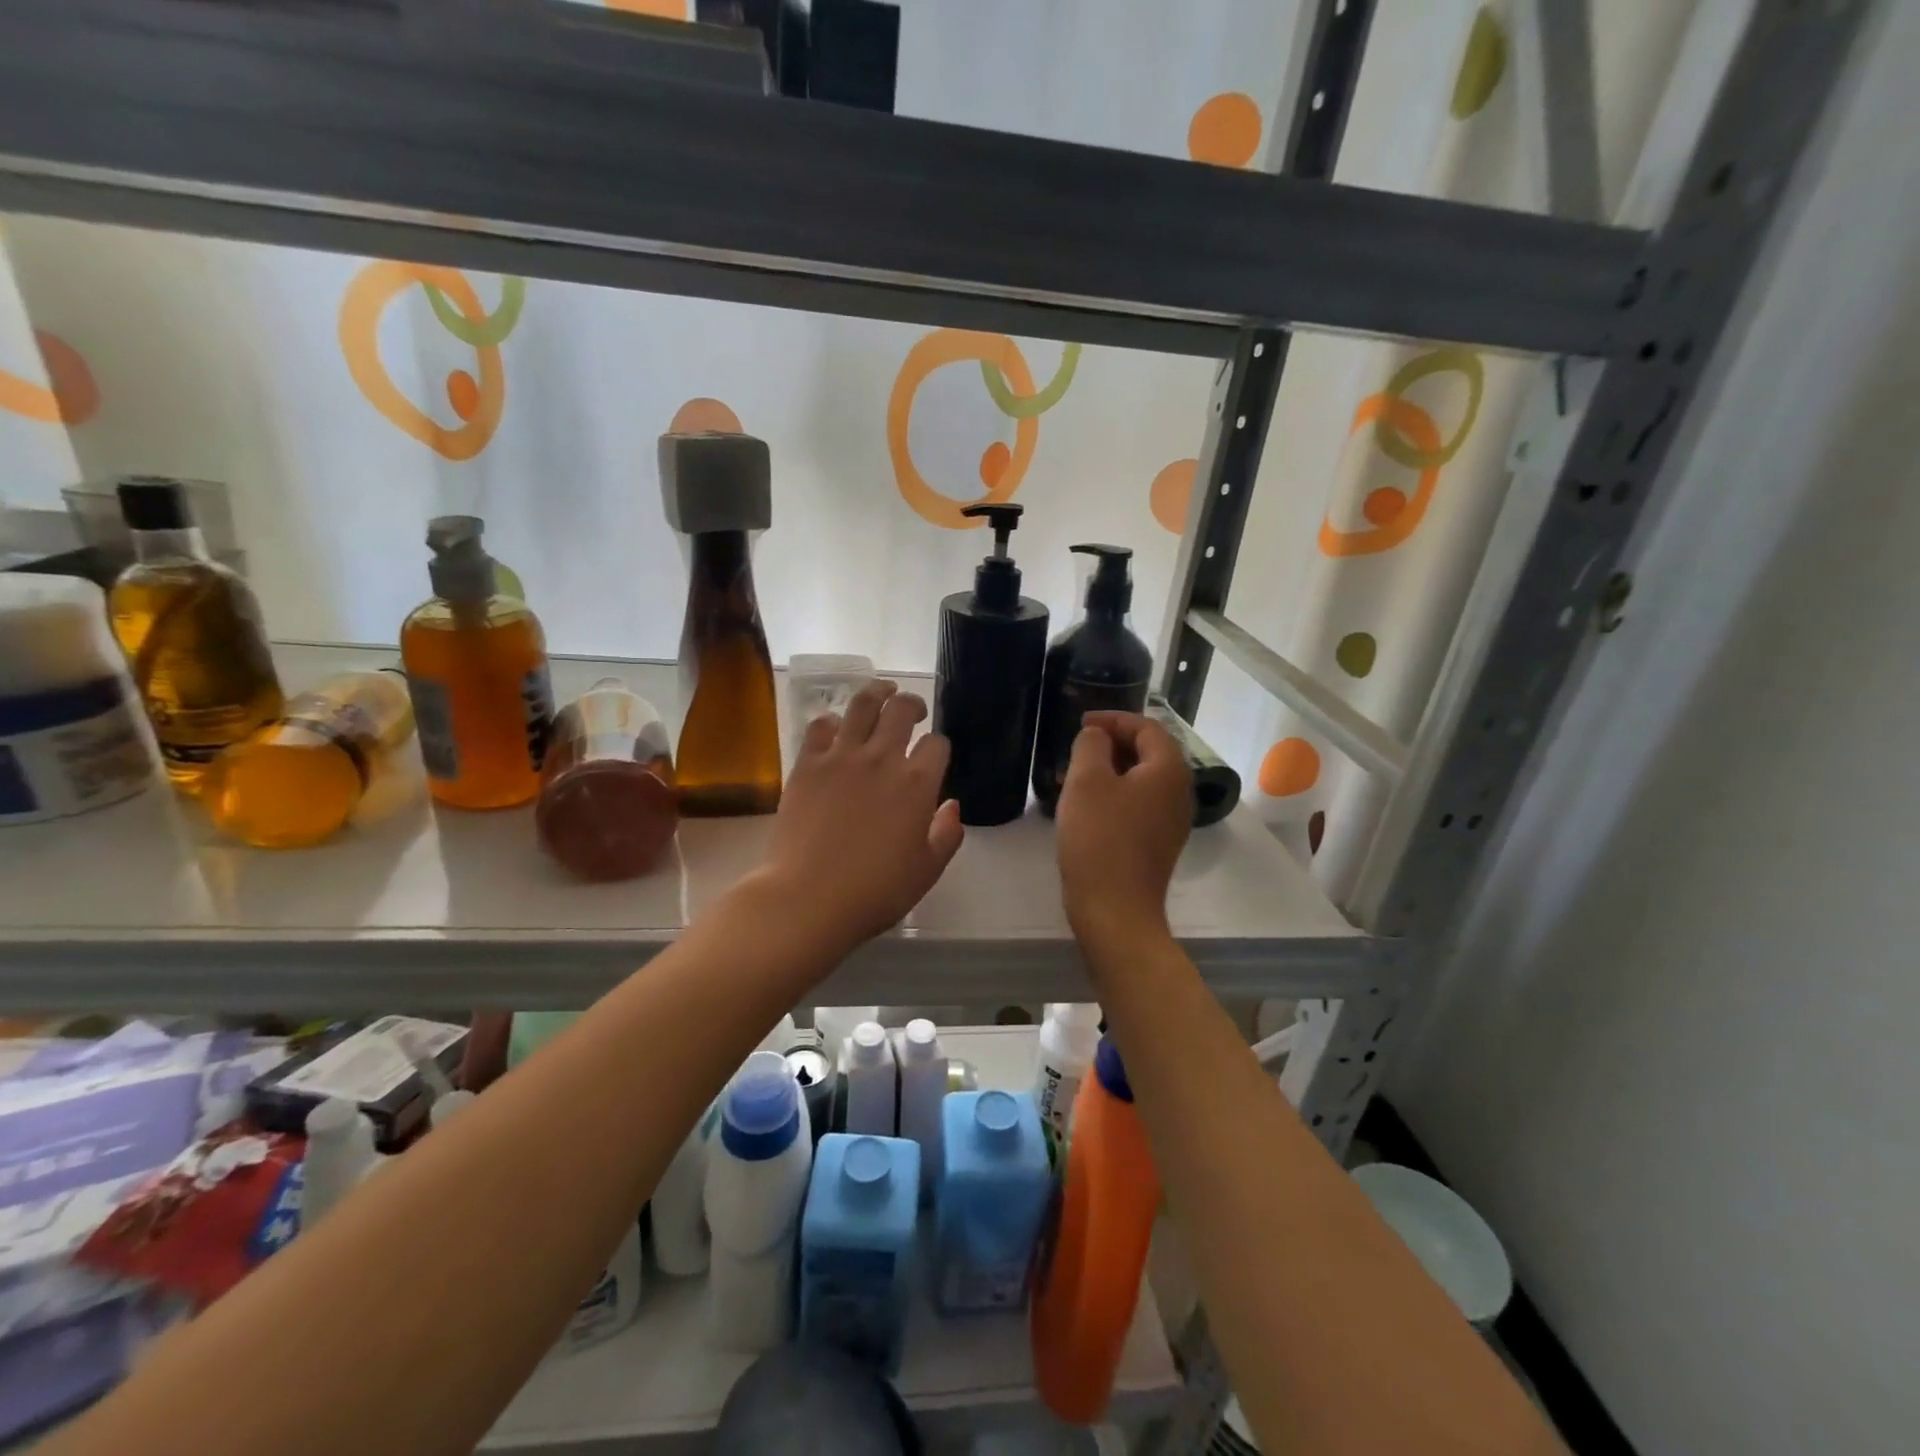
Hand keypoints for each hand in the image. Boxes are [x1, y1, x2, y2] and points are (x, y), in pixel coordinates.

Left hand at [753, 680, 963, 957]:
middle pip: (901, 709)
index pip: (937, 744)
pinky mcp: (806, 764)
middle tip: (914, 712)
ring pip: (861, 704)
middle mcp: (881, 758)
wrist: (808, 897)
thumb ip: (947, 834)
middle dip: (913, 705)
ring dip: (876, 693)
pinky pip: (820, 726)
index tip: (934, 758)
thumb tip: (951, 806)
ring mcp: (840, 757)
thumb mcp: (927, 870)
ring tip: (881, 693)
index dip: (939, 748)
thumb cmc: (875, 890)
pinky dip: (832, 721)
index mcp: (916, 783)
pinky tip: (836, 728)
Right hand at [1056, 712, 1190, 944]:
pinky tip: (1088, 805)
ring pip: (1143, 780)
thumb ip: (1091, 745)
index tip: (1081, 722)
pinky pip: (1140, 804)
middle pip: (1149, 752)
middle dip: (1113, 744)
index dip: (1113, 719)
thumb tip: (1097, 736)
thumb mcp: (1086, 781)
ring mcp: (1172, 821)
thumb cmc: (1099, 838)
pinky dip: (1116, 794)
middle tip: (1078, 746)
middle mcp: (1179, 791)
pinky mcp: (1159, 843)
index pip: (1147, 727)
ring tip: (1076, 774)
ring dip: (1112, 770)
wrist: (1115, 909)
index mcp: (1168, 770)